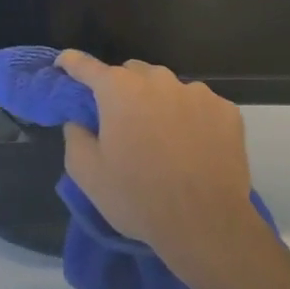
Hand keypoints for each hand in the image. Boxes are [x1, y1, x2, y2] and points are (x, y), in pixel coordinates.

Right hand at [57, 52, 265, 288]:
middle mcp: (157, 80)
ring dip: (158, 104)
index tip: (63, 64)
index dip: (71, 63)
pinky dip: (191, 118)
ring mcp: (196, 92)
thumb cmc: (138, 197)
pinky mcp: (226, 111)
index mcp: (118, 89)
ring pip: (168, 88)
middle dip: (121, 90)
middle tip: (120, 122)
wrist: (207, 225)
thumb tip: (79, 121)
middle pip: (131, 73)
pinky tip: (192, 147)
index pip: (86, 66)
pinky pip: (199, 106)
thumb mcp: (88, 174)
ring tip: (162, 139)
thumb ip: (74, 136)